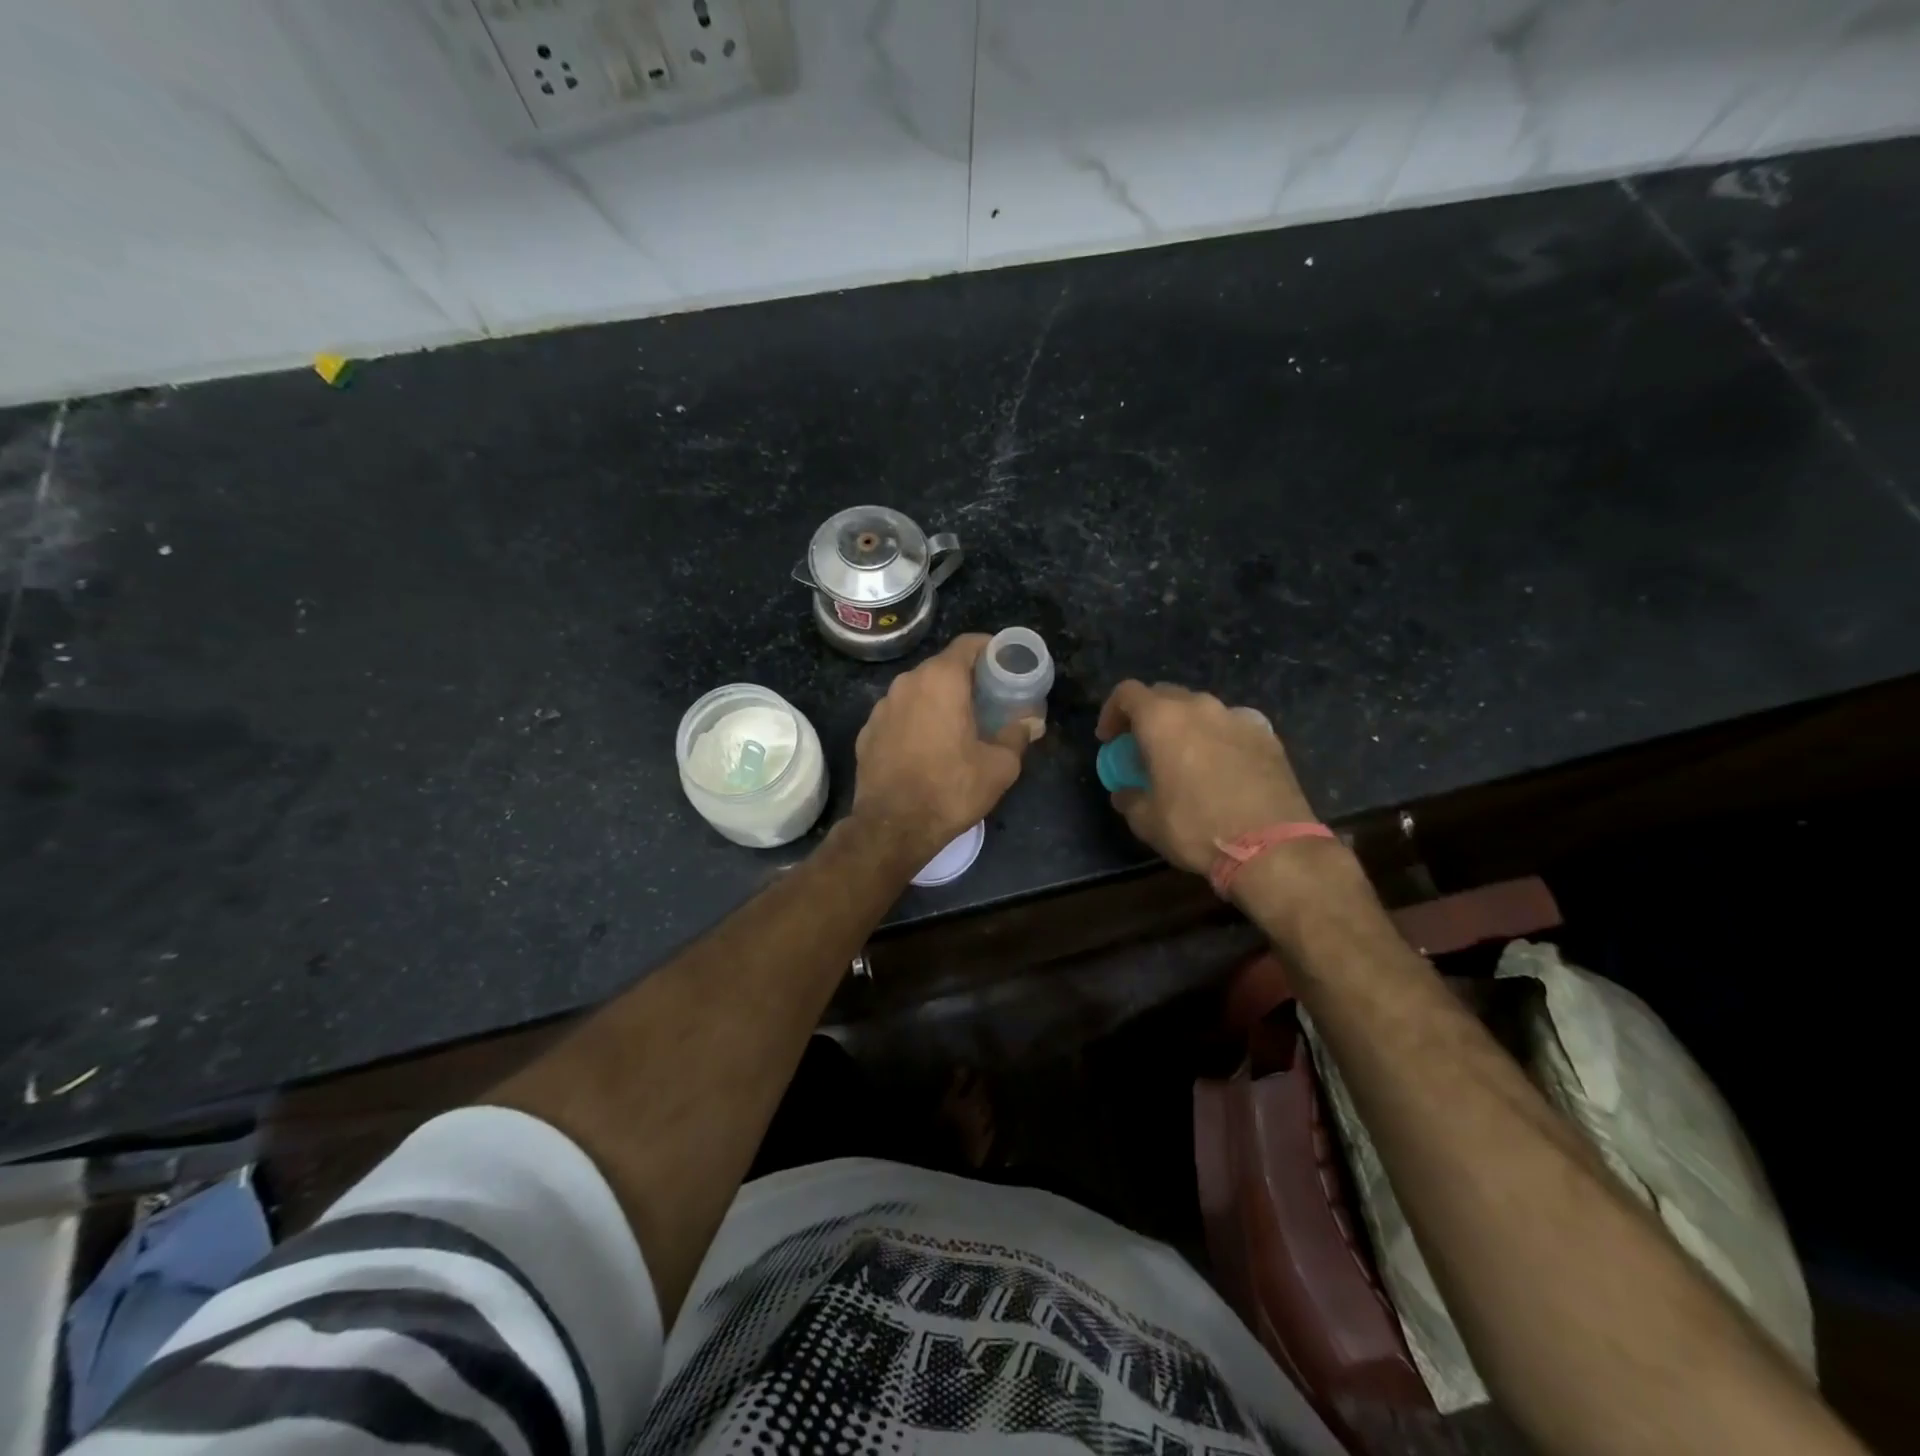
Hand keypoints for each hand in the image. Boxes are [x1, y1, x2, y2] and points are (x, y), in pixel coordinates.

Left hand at [852, 634, 1035, 866]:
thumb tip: (1031, 723)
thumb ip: (1017, 736)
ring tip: (958, 725)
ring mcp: (882, 707)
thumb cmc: (951, 789)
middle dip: (967, 678)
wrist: (893, 827)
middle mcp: (907, 683)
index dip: (990, 649)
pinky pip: (899, 715)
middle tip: (989, 699)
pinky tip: (927, 748)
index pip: (968, 644)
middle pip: (942, 667)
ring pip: (918, 691)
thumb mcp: (999, 766)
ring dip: (939, 700)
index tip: (1005, 664)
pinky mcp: (867, 732)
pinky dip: (916, 721)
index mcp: (941, 680)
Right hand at [1096, 680, 1318, 876]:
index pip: (1127, 693)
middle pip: (1165, 695)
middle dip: (1148, 716)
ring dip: (1186, 725)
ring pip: (1201, 709)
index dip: (1111, 712)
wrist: (1272, 846)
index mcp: (1162, 720)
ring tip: (1186, 756)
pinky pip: (1233, 725)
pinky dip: (1220, 737)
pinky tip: (1223, 765)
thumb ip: (1130, 797)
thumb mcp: (1147, 821)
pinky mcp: (1268, 735)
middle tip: (1144, 747)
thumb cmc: (1196, 828)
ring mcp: (1238, 717)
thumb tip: (1126, 792)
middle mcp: (1200, 707)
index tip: (1109, 739)